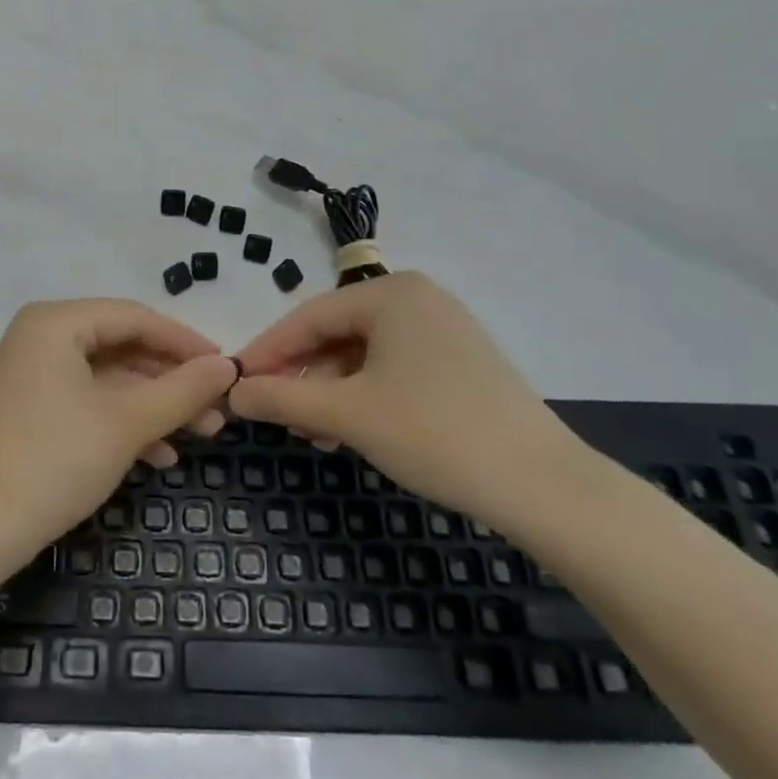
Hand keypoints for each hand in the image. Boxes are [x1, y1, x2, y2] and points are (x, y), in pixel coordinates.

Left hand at [0, 299, 241, 576]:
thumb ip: (182, 390)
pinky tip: (161, 455)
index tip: (226, 367)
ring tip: (202, 434)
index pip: (134, 317)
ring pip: (107, 379)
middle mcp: (40, 338)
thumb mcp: (126, 423)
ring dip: (154, 406)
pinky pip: (87, 402)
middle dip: (171, 380)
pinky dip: (123, 423)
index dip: (184, 341)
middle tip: (218, 407)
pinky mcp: (29, 411)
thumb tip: (228, 366)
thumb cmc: (53, 461)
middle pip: (121, 347)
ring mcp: (31, 375)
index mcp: (55, 322)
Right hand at [230, 272, 587, 533]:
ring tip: (310, 432)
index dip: (266, 351)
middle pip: (336, 333)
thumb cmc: (435, 433)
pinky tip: (350, 428)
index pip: (308, 317)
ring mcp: (443, 328)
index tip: (234, 382)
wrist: (544, 486)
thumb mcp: (348, 414)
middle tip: (274, 414)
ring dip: (330, 390)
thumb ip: (283, 398)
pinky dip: (364, 394)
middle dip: (301, 375)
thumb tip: (233, 393)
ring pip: (363, 354)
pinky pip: (393, 367)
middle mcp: (417, 298)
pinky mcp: (460, 361)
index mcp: (391, 292)